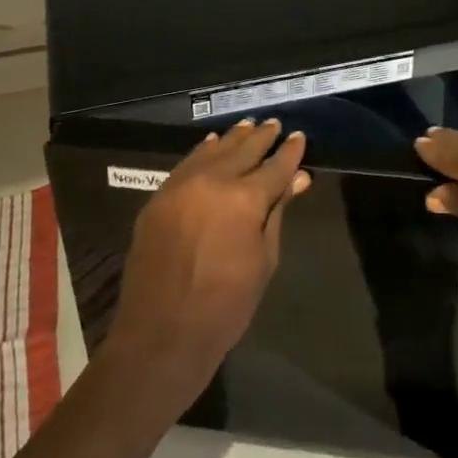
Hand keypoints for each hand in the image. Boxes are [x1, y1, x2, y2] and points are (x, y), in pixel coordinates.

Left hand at [106, 119, 311, 413]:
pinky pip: (186, 164)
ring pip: (212, 152)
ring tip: (248, 127)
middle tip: (275, 124)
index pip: (275, 167)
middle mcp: (212, 181)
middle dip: (262, 138)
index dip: (289, 152)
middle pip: (243, 151)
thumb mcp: (264, 260)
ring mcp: (180, 187)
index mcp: (244, 199)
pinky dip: (203, 152)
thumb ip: (277, 213)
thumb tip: (297, 178)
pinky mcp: (159, 198)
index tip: (298, 137)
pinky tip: (212, 145)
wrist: (162, 333)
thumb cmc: (225, 306)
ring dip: (233, 139)